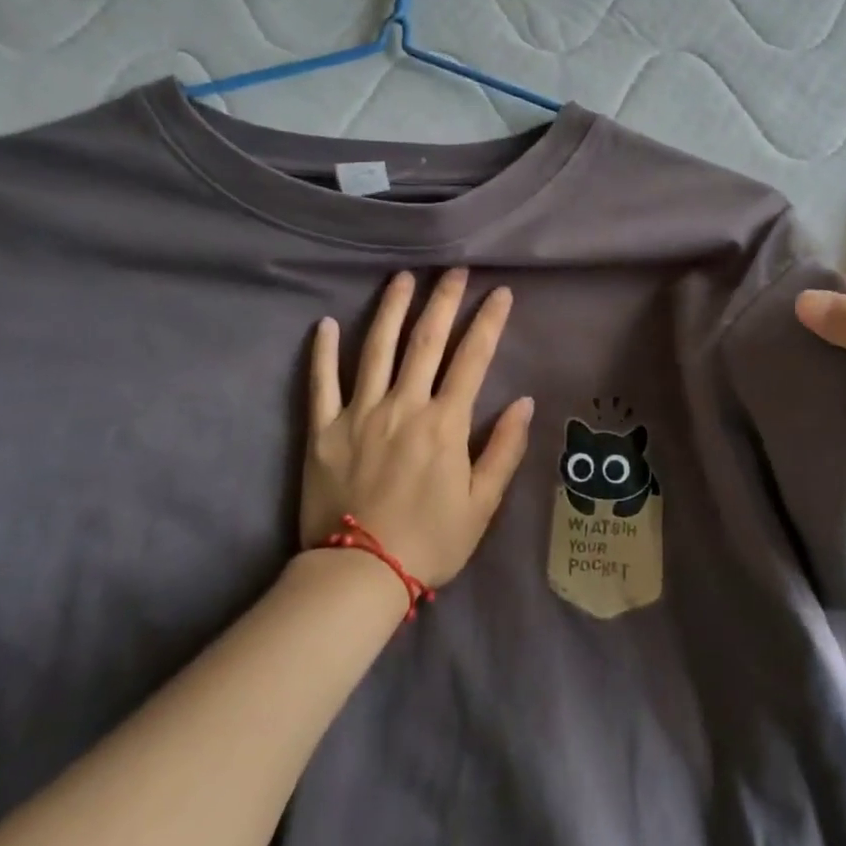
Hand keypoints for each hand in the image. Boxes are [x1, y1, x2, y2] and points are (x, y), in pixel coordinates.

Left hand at [302, 269, 533, 586]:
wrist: (358, 575)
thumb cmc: (430, 541)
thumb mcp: (482, 504)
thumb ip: (504, 449)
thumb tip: (524, 402)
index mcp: (444, 423)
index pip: (473, 358)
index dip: (490, 321)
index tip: (501, 292)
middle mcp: (403, 405)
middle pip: (426, 341)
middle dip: (444, 300)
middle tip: (454, 269)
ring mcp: (359, 413)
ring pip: (375, 348)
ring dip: (391, 309)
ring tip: (402, 278)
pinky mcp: (323, 429)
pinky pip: (321, 382)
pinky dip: (322, 351)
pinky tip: (324, 323)